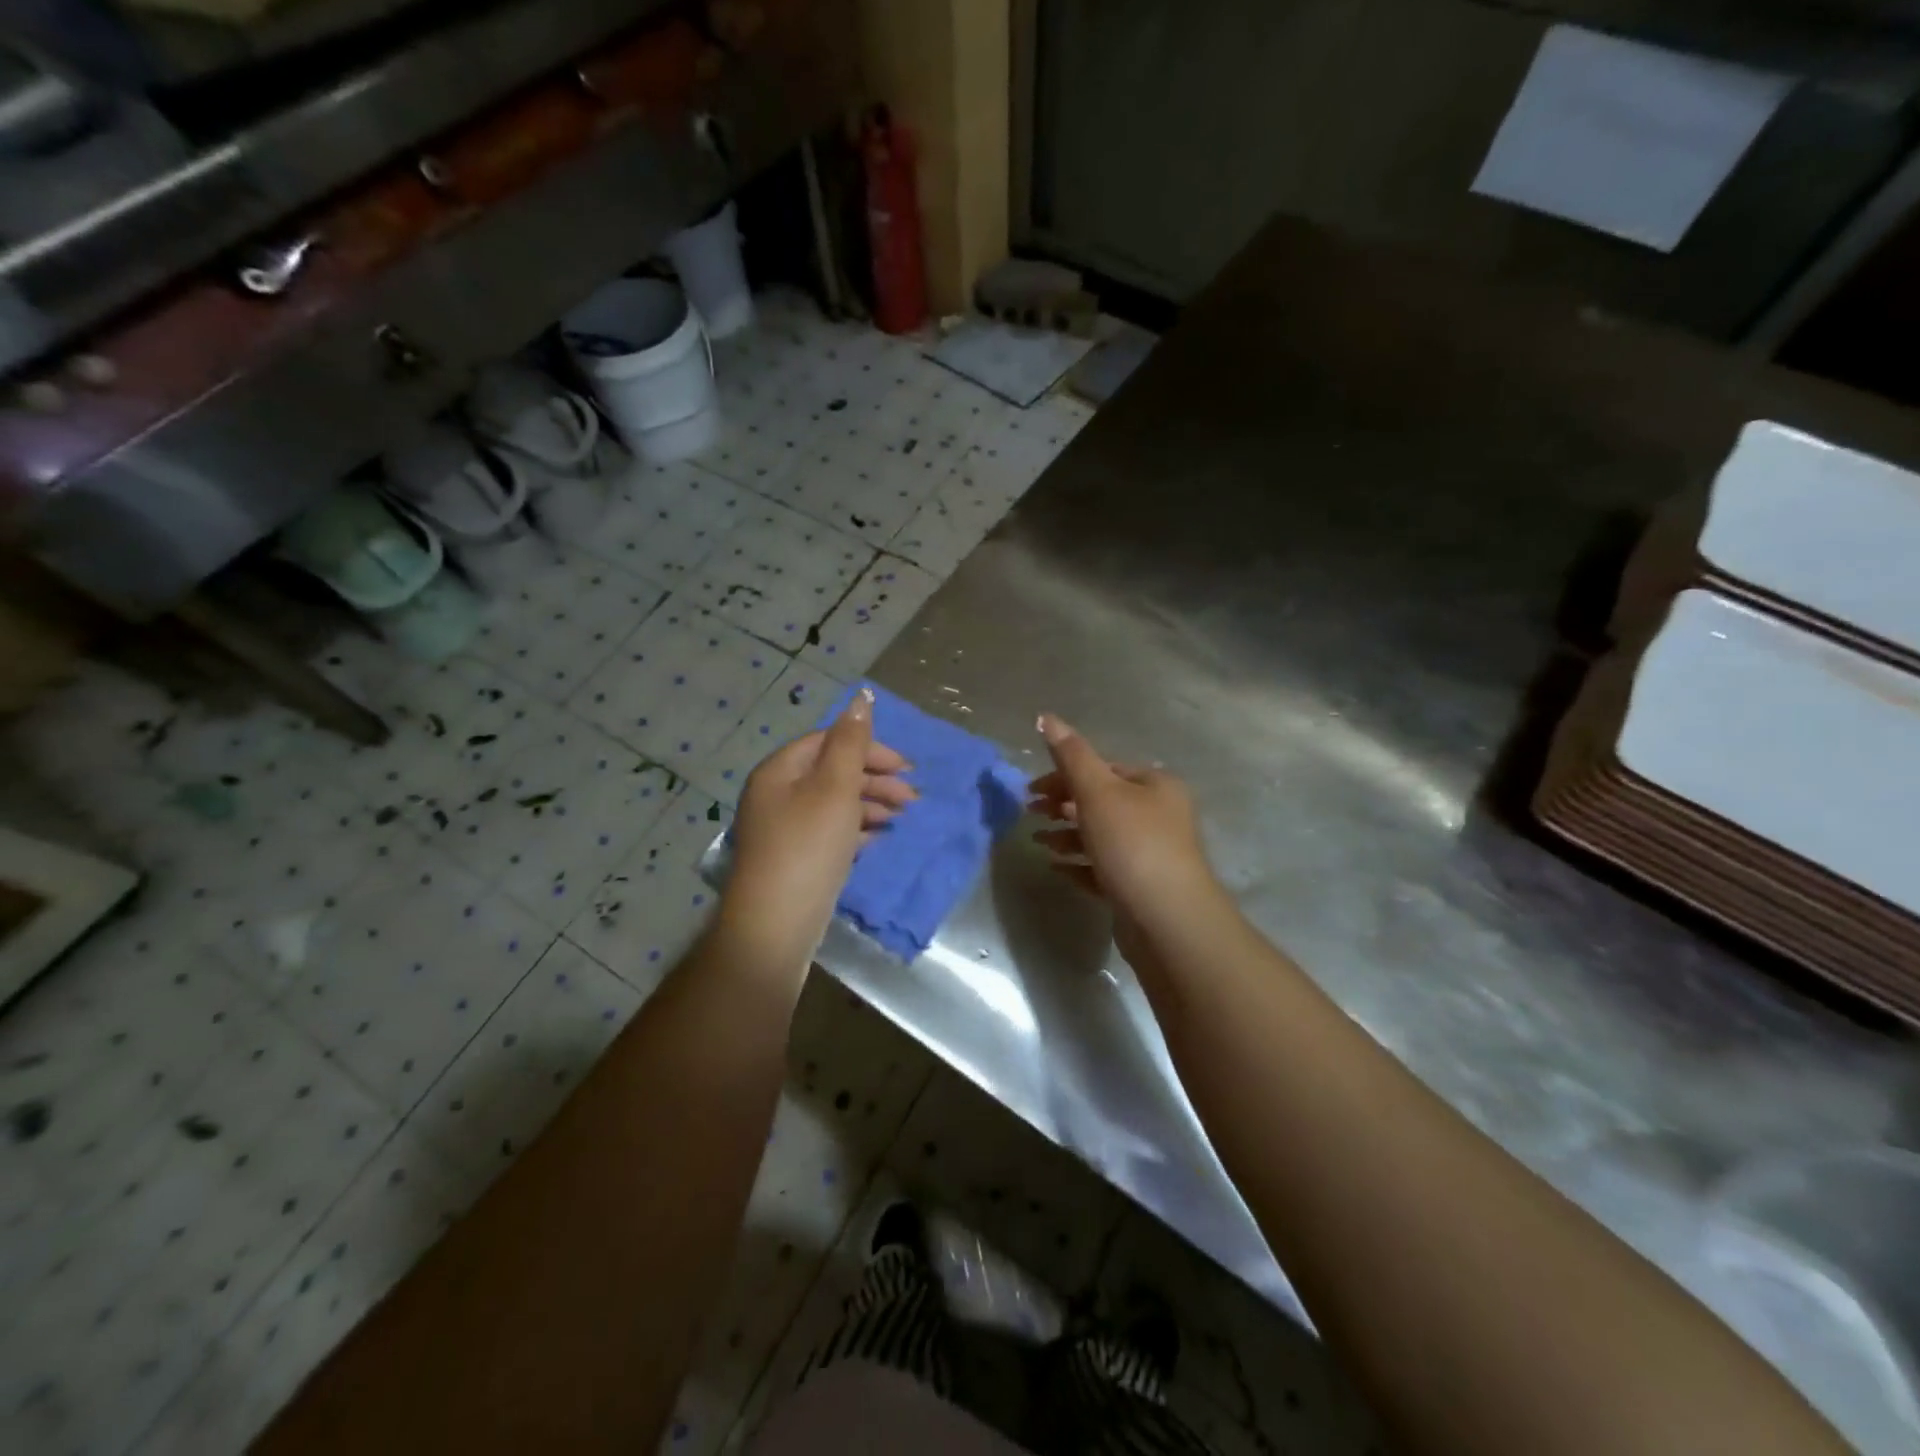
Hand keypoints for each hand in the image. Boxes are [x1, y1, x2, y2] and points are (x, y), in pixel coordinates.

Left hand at [725, 687, 914, 960]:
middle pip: (831, 771)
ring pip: (833, 802)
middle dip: (874, 779)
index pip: (828, 741)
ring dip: (869, 804)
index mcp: (780, 771)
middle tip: (911, 796)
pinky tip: (877, 838)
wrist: (775, 926)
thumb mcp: (834, 788)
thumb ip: (851, 743)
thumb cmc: (808, 848)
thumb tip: (862, 696)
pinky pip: (829, 831)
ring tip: (901, 817)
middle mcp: (775, 794)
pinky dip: (856, 829)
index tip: (905, 767)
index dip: (869, 748)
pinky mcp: (793, 859)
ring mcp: (782, 829)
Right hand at [1028, 714, 1219, 954]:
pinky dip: (1079, 864)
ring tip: (1039, 842)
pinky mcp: (1141, 887)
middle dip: (1063, 805)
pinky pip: (1103, 868)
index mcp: (1155, 785)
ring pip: (1101, 835)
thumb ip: (1070, 755)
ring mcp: (1152, 853)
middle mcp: (1159, 815)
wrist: (1167, 921)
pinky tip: (1056, 867)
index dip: (1064, 775)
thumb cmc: (1133, 845)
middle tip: (1030, 814)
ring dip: (1067, 835)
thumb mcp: (1097, 792)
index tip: (1031, 791)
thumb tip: (1045, 716)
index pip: (1104, 768)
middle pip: (1102, 801)